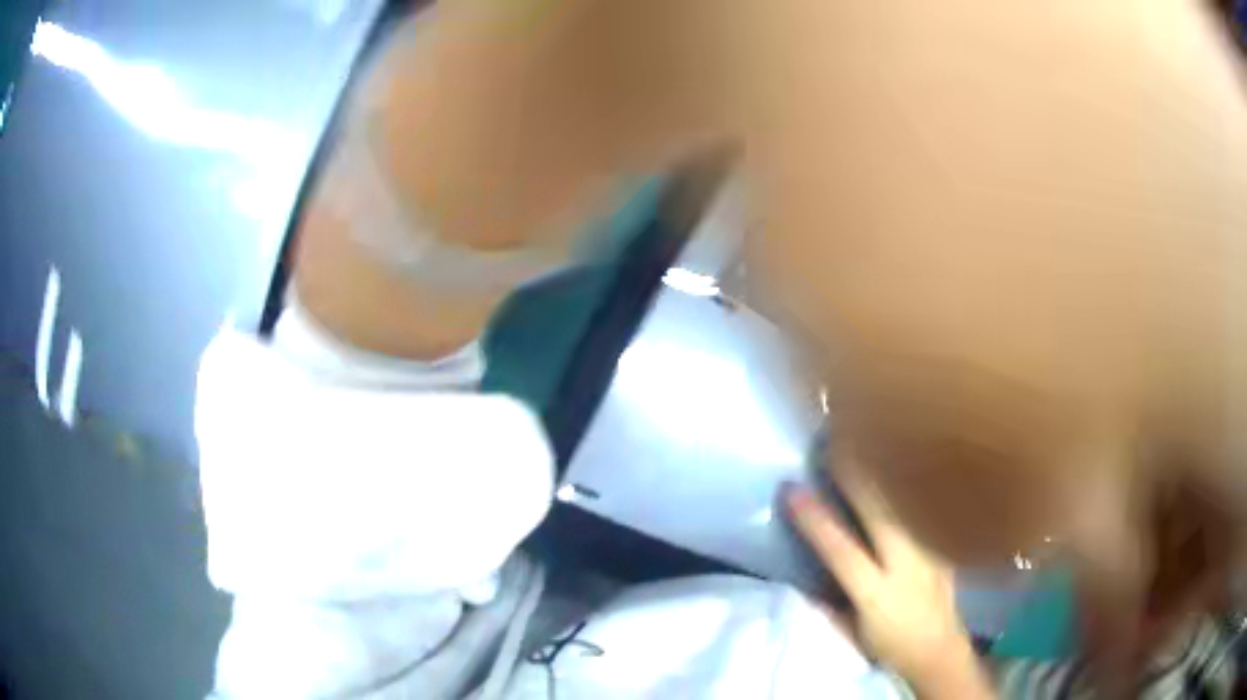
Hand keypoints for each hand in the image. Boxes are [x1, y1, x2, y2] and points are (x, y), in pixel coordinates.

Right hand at [786, 461, 992, 698]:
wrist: (940, 651)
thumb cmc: (889, 648)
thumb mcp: (850, 634)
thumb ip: (828, 603)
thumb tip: (804, 574)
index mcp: (875, 594)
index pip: (841, 551)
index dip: (816, 520)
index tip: (793, 489)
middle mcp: (905, 567)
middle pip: (880, 512)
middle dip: (855, 476)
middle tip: (833, 443)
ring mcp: (929, 553)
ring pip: (903, 502)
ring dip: (880, 472)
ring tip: (862, 444)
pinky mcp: (941, 546)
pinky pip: (919, 509)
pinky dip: (903, 485)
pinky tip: (895, 466)